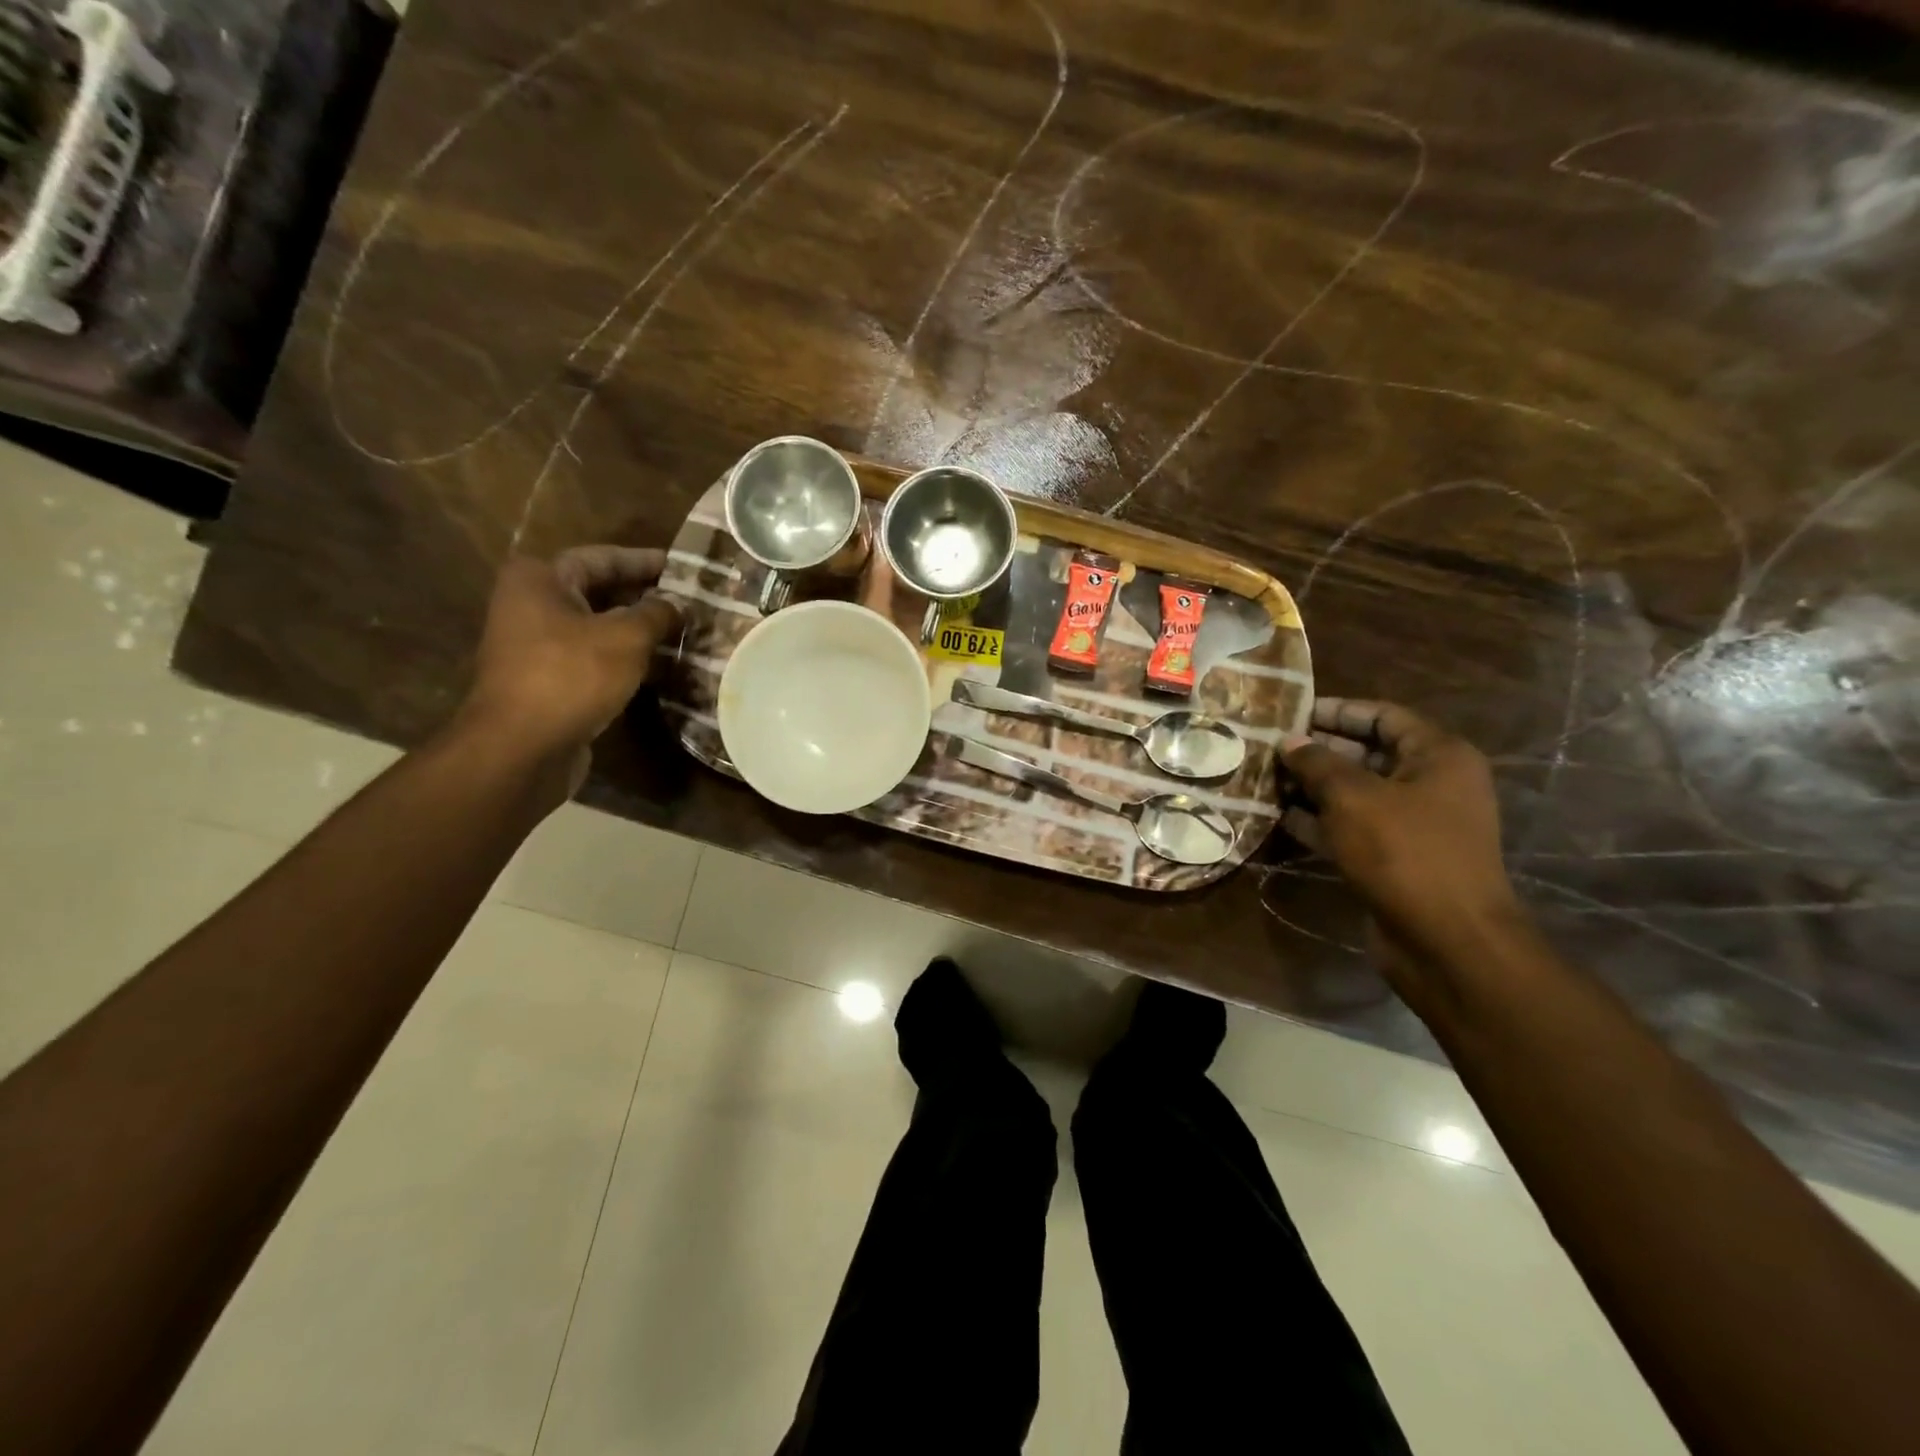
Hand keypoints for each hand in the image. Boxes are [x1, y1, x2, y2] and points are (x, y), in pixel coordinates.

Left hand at [456, 547, 681, 792]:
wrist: (522, 746)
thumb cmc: (572, 676)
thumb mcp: (626, 638)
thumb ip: (657, 614)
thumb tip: (677, 605)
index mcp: (540, 579)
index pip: (602, 558)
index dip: (645, 561)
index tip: (682, 567)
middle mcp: (530, 604)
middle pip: (598, 591)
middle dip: (644, 597)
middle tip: (688, 601)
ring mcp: (535, 645)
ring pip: (597, 627)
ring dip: (637, 631)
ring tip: (681, 633)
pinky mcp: (546, 679)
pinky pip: (592, 657)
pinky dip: (624, 658)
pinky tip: (659, 667)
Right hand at [1281, 698, 1526, 993]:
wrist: (1447, 940)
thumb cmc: (1404, 852)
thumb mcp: (1353, 797)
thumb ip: (1317, 763)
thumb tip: (1288, 741)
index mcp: (1438, 756)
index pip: (1383, 716)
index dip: (1337, 711)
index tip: (1291, 712)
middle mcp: (1431, 784)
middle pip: (1367, 754)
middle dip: (1318, 751)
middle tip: (1269, 747)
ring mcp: (1414, 825)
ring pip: (1355, 794)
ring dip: (1312, 787)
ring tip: (1265, 778)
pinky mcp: (1394, 859)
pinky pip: (1352, 828)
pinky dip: (1318, 821)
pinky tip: (1278, 816)